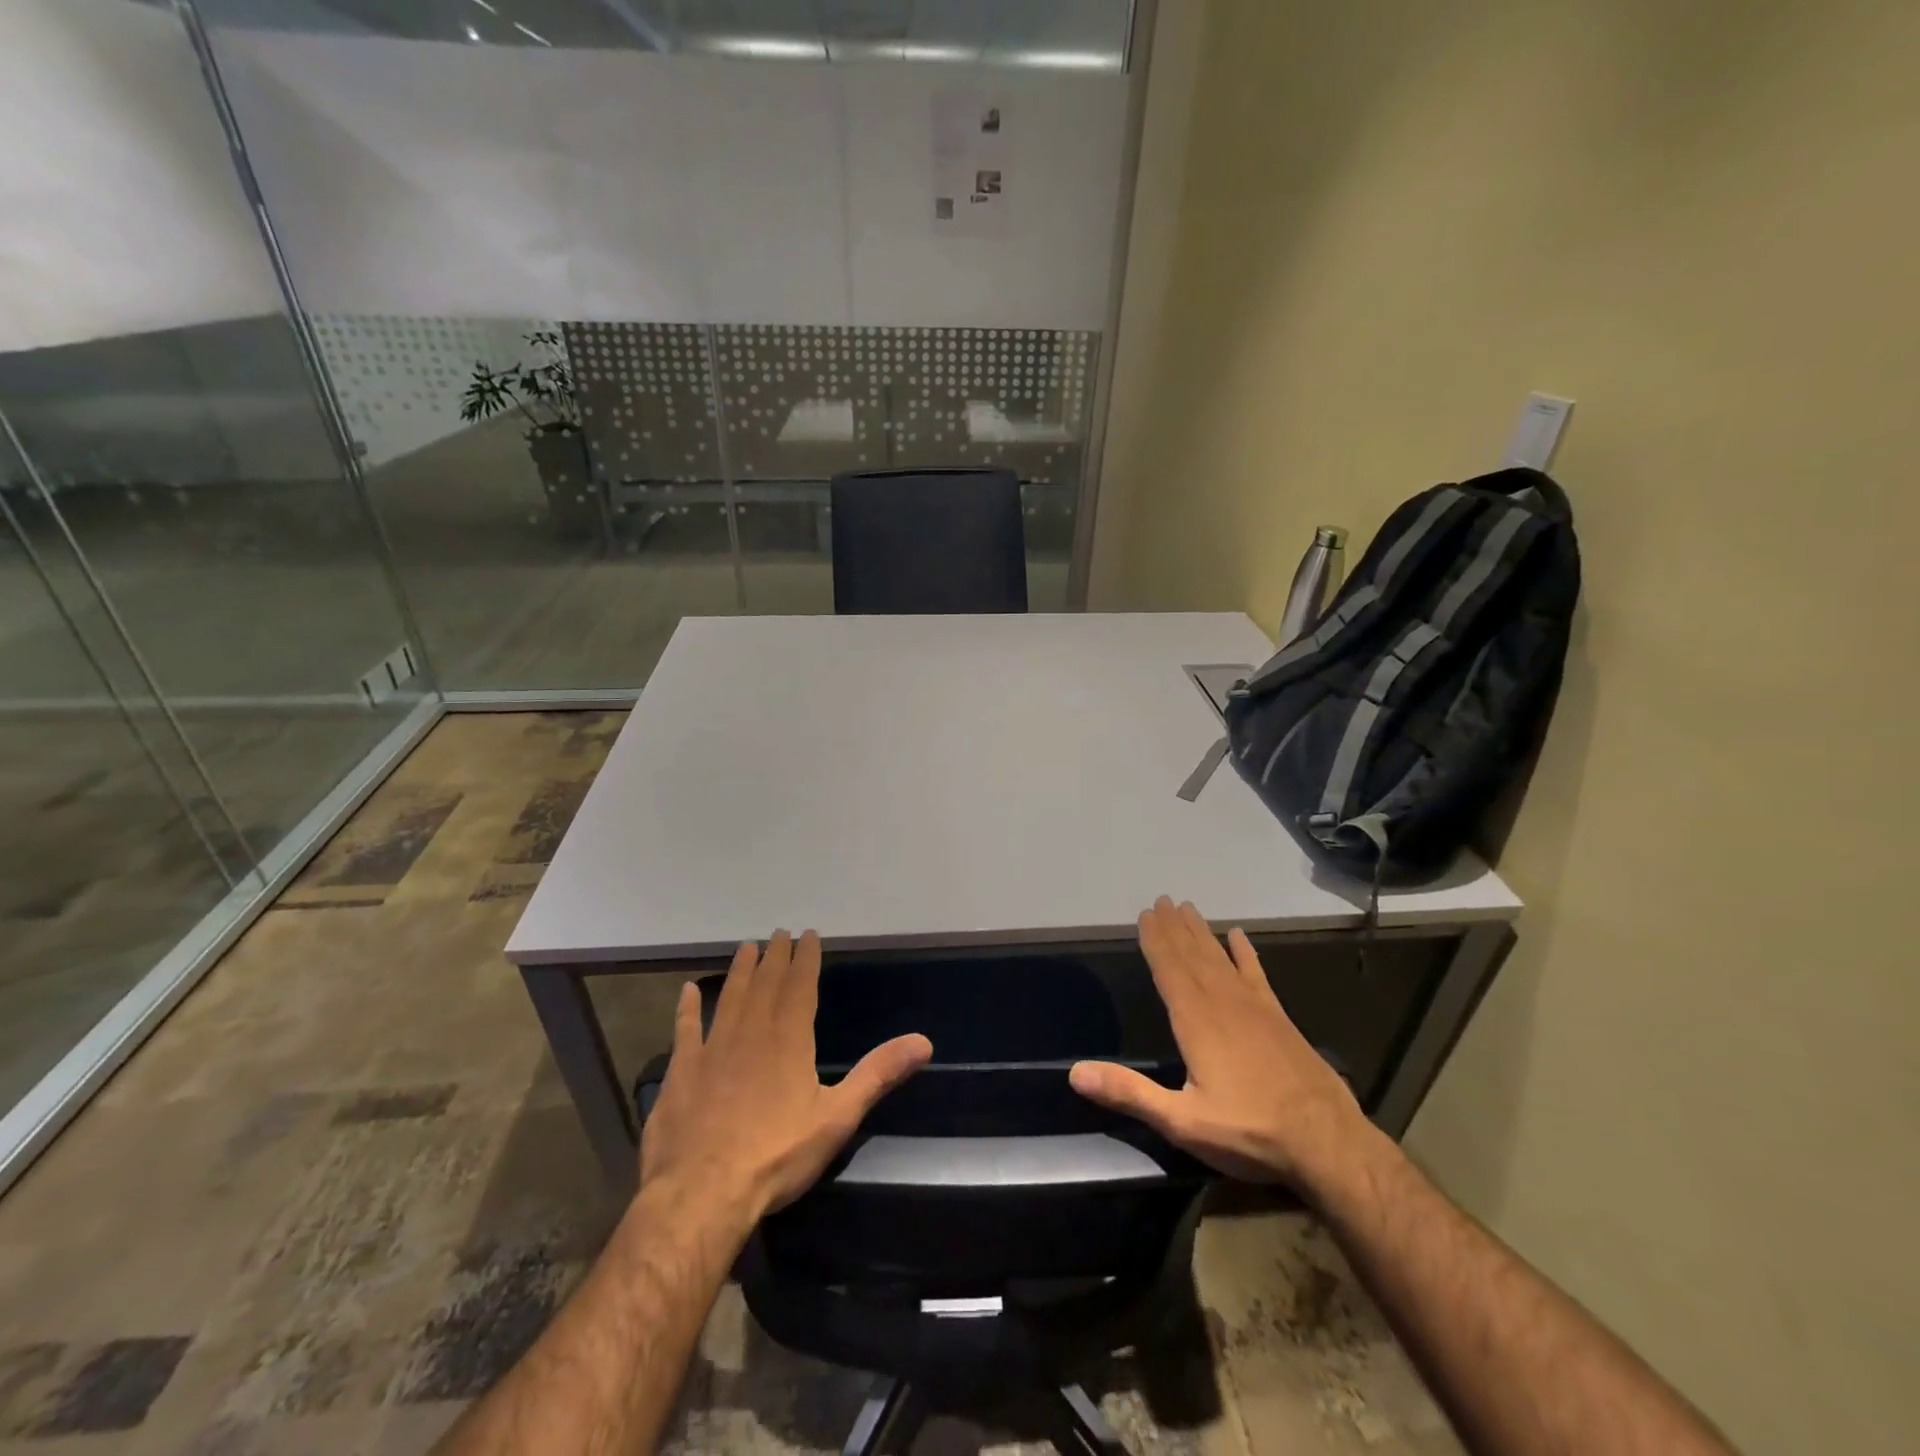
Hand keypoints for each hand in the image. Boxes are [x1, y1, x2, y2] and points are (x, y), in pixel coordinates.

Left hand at [640, 930, 932, 1219]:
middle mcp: (751, 1033)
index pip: (800, 986)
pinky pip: (685, 1029)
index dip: (805, 959)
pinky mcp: (681, 1072)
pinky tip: (687, 990)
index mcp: (789, 1040)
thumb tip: (923, 1042)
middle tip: (779, 933)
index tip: (808, 934)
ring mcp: (712, 1049)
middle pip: (765, 984)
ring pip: (729, 998)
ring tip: (746, 948)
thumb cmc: (776, 1155)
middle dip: (775, 957)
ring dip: (740, 971)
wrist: (702, 1193)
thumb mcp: (838, 1117)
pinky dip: (687, 1008)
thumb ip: (877, 1075)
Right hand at [1070, 897, 1370, 1186]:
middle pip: (1192, 956)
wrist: (1327, 1141)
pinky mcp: (1278, 1018)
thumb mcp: (1182, 1121)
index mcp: (1196, 1022)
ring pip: (1220, 959)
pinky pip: (1256, 974)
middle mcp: (1222, 1003)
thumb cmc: (1249, 1131)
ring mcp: (1254, 1007)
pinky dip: (1245, 954)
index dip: (1155, 941)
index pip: (1169, 970)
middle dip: (1174, 928)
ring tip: (1187, 908)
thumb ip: (1130, 1093)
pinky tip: (1239, 936)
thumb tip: (1076, 1073)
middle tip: (1162, 900)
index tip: (1145, 914)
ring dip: (1201, 933)